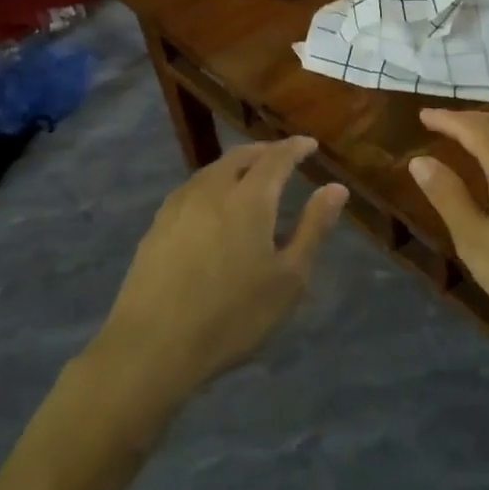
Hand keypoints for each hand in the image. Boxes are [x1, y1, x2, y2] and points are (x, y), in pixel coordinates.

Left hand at [95, 137, 347, 399]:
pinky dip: (213, 183)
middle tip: (283, 157)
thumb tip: (336, 188)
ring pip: (213, 170)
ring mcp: (179, 205)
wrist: (152, 345)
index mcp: (249, 198)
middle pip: (240, 156)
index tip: (310, 144)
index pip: (276, 157)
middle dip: (265, 151)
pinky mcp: (157, 225)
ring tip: (251, 178)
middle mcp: (212, 189)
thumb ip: (313, 228)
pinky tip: (214, 204)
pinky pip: (193, 188)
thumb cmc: (232, 315)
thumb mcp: (289, 278)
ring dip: (237, 165)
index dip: (295, 147)